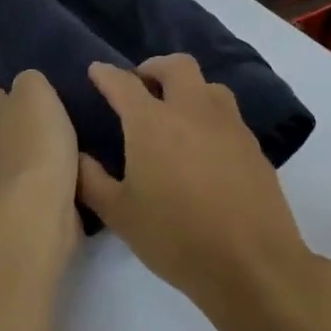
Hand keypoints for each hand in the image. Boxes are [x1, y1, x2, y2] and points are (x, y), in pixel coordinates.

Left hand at [0, 70, 79, 221]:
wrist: (39, 207)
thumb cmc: (35, 141)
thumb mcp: (35, 90)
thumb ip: (29, 80)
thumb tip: (28, 88)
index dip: (18, 90)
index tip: (46, 94)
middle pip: (8, 122)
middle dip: (31, 120)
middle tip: (65, 116)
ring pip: (24, 150)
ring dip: (44, 148)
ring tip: (77, 142)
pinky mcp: (19, 199)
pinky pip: (38, 177)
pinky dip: (53, 174)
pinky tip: (76, 169)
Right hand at [77, 55, 327, 324]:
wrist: (251, 264)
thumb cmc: (174, 237)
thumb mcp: (118, 213)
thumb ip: (91, 179)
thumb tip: (77, 156)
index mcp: (152, 123)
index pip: (123, 84)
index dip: (106, 74)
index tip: (96, 72)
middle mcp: (192, 111)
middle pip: (176, 66)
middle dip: (153, 68)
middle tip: (139, 87)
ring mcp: (228, 126)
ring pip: (208, 86)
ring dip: (186, 88)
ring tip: (173, 113)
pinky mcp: (252, 147)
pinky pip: (227, 114)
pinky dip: (208, 115)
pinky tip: (201, 145)